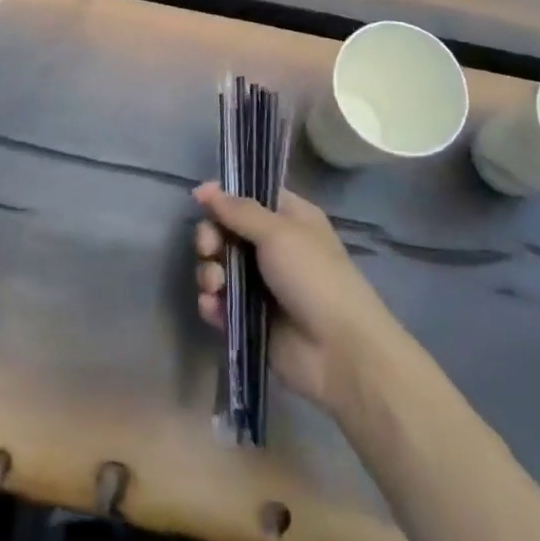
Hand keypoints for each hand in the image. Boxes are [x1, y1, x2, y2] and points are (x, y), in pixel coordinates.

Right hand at [193, 183, 397, 413]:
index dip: (224, 195)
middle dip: (210, 238)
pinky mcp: (249, 318)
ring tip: (215, 284)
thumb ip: (239, 210)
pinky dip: (212, 302)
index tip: (200, 199)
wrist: (339, 352)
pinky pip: (219, 302)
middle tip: (209, 248)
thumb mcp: (279, 233)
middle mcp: (273, 247)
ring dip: (209, 271)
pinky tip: (214, 307)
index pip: (250, 196)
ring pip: (219, 266)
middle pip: (226, 230)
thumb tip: (205, 188)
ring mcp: (260, 285)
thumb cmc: (314, 277)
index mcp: (289, 219)